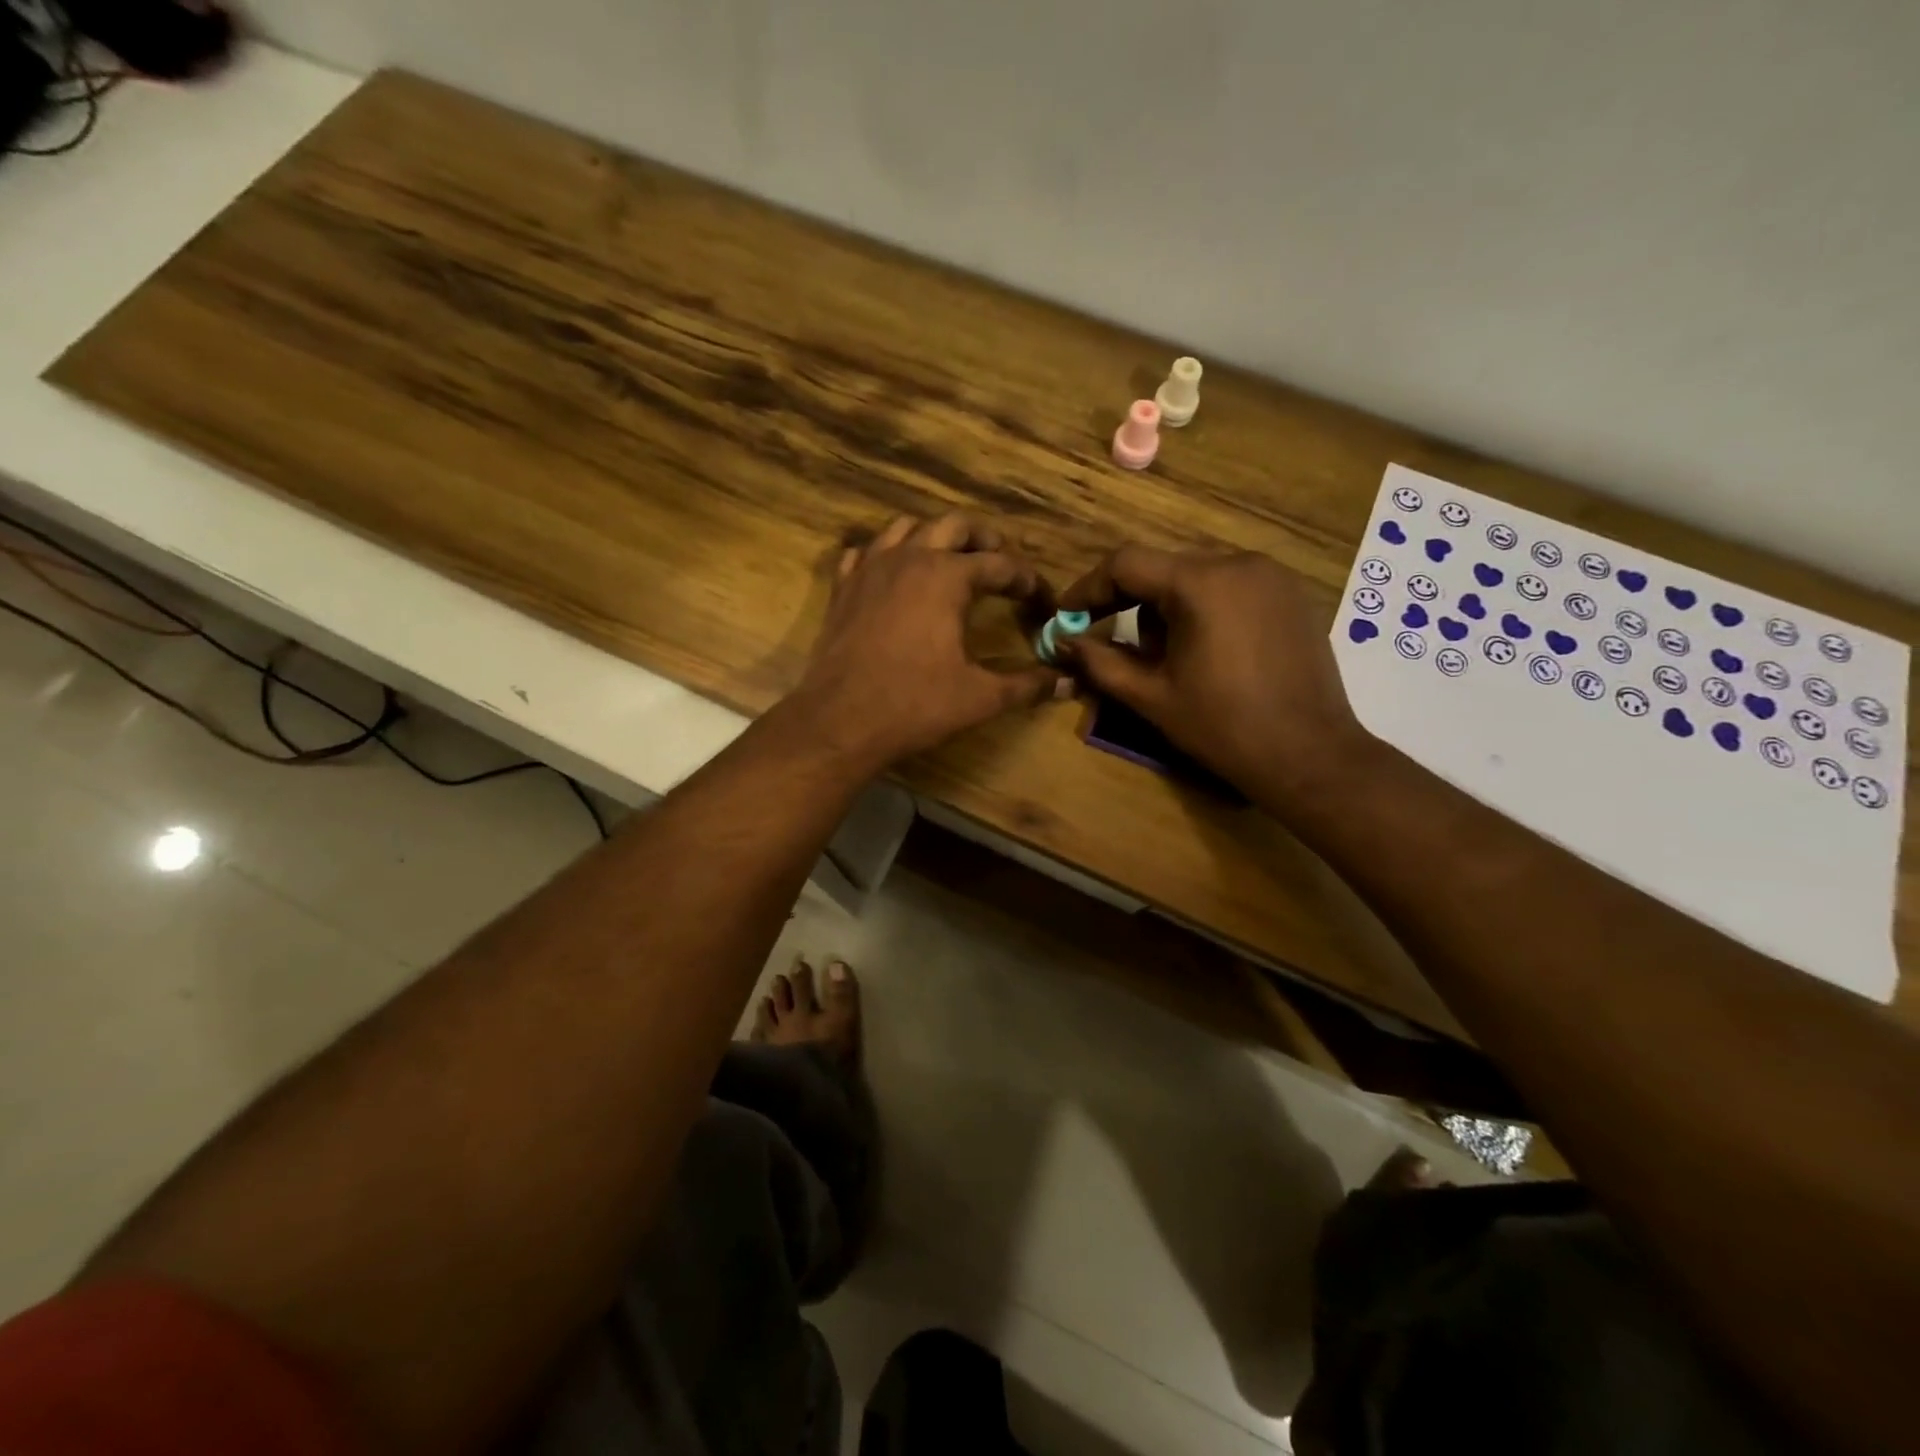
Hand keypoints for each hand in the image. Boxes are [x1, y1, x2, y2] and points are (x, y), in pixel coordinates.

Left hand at [786, 514, 1063, 772]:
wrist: (840, 720)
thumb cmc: (915, 705)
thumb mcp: (980, 697)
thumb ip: (1026, 685)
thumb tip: (1067, 682)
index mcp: (948, 577)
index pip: (1000, 564)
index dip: (1027, 579)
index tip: (1041, 597)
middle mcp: (910, 558)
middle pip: (954, 525)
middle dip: (983, 539)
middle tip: (999, 561)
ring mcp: (870, 568)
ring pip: (906, 528)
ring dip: (933, 536)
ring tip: (948, 558)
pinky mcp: (843, 587)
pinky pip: (864, 552)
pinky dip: (884, 554)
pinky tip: (892, 573)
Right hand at [1056, 547, 1369, 810]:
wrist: (1309, 755)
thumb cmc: (1223, 727)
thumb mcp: (1151, 697)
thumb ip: (1100, 662)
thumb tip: (1062, 642)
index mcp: (1201, 583)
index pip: (1126, 563)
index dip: (1089, 588)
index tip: (1068, 619)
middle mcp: (1239, 563)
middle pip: (1163, 569)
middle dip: (1131, 605)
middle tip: (1120, 649)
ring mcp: (1272, 576)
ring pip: (1197, 577)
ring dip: (1170, 609)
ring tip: (1172, 659)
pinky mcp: (1292, 594)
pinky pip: (1231, 587)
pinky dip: (1206, 609)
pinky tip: (1210, 653)